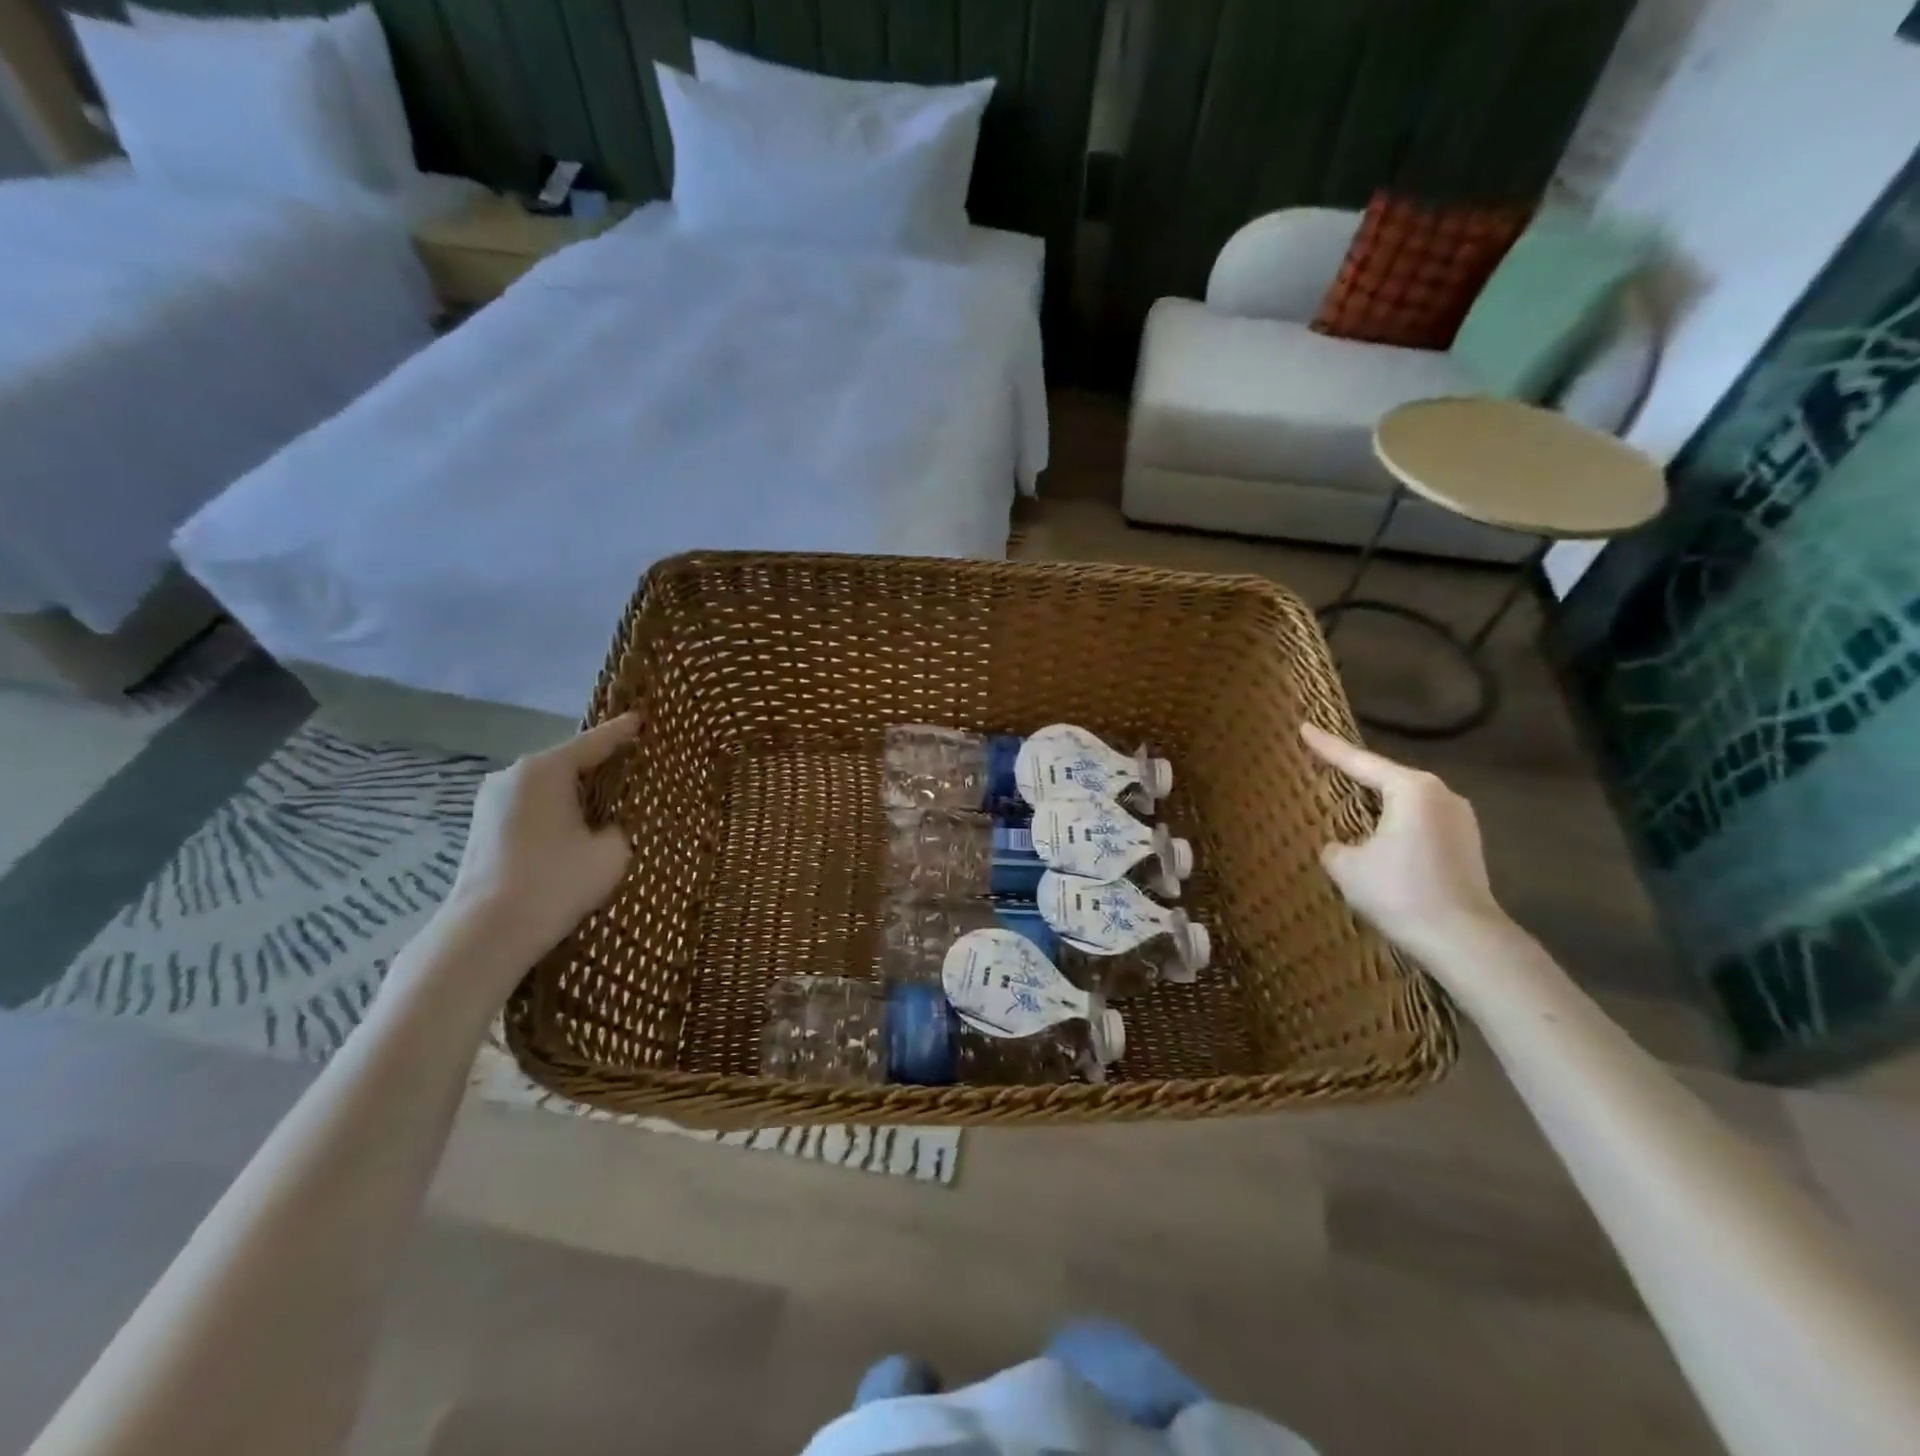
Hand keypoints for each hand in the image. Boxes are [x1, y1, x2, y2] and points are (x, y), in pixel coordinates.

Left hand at [441, 714, 640, 964]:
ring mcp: (491, 801)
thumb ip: (619, 826)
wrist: (488, 932)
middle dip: (598, 765)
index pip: (595, 742)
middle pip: (567, 762)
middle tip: (631, 766)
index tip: (642, 719)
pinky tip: (573, 829)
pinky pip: (531, 806)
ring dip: (574, 793)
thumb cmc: (556, 882)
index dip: (623, 732)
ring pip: (547, 786)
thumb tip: (607, 825)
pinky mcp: (483, 827)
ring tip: (606, 802)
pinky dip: (555, 811)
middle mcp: (514, 774)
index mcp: (546, 769)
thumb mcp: (612, 851)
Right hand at [1300, 723, 1506, 955]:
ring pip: (1406, 803)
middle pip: (1387, 778)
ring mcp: (1461, 821)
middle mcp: (1441, 795)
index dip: (1327, 746)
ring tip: (1350, 804)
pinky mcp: (1467, 847)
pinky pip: (1420, 824)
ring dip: (1378, 805)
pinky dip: (1396, 826)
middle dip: (1357, 774)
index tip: (1305, 727)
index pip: (1359, 761)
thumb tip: (1341, 847)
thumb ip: (1335, 846)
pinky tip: (1379, 839)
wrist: (1464, 940)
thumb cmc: (1399, 891)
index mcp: (1412, 788)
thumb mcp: (1346, 866)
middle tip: (1326, 765)